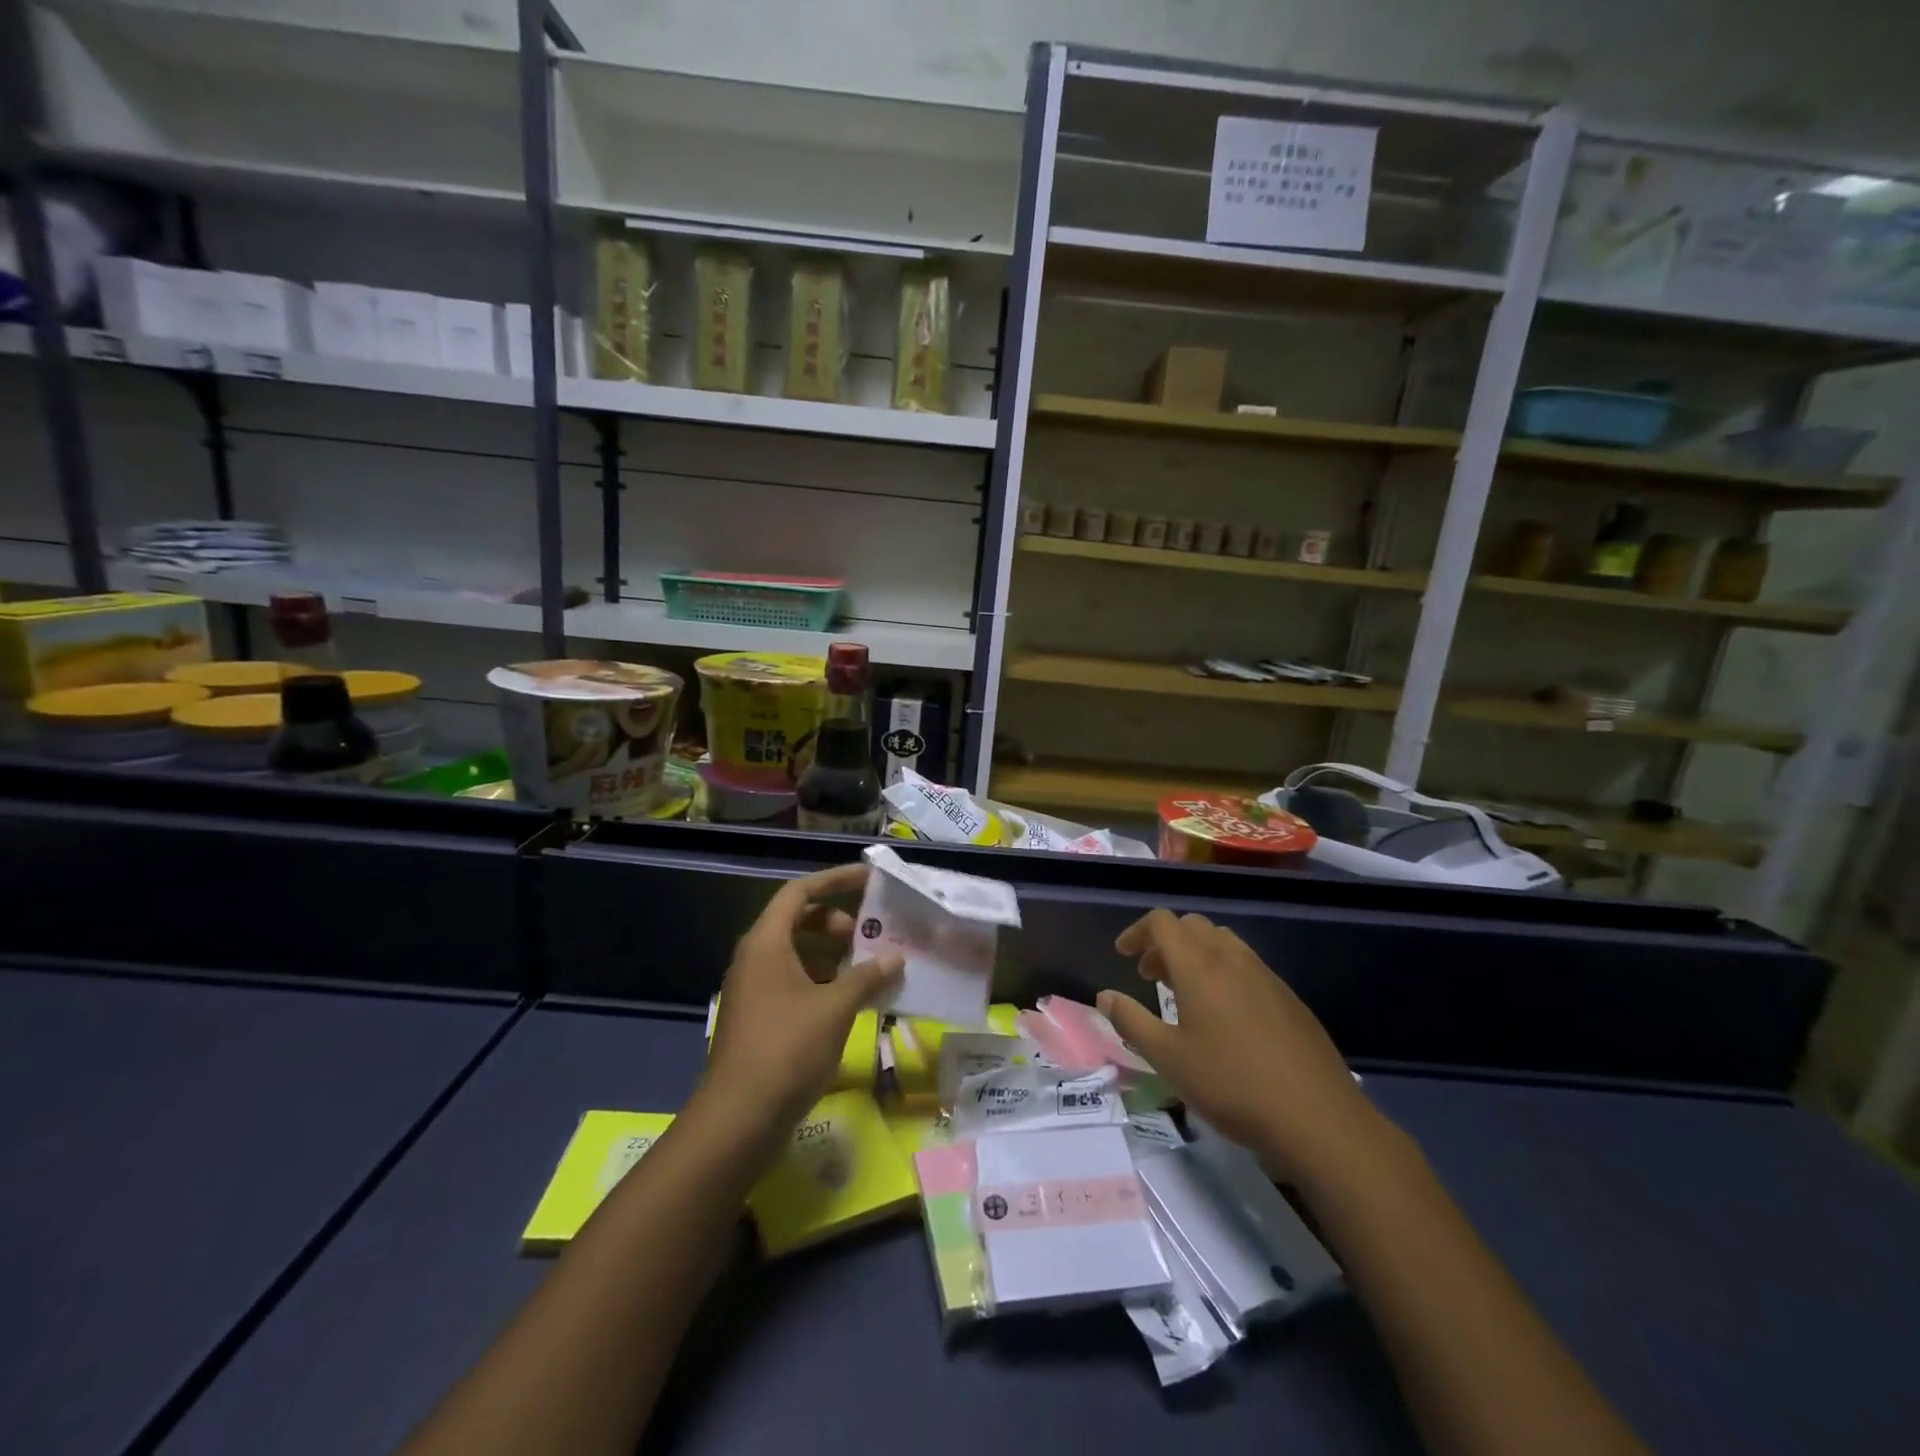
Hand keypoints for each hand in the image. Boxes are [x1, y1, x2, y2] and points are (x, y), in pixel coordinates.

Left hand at [703, 863, 903, 1137]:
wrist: (738, 1120)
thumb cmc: (786, 1049)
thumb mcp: (835, 1008)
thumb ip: (867, 976)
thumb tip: (896, 957)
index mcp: (766, 943)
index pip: (799, 892)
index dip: (834, 880)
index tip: (869, 880)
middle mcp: (755, 958)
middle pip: (798, 921)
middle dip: (837, 922)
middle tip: (872, 934)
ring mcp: (754, 990)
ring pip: (798, 954)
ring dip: (833, 954)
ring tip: (870, 967)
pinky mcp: (759, 1018)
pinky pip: (794, 982)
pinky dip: (823, 981)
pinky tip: (852, 1000)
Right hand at [1098, 909, 1381, 1186]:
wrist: (1317, 1117)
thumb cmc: (1231, 1084)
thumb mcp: (1168, 1058)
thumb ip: (1131, 1021)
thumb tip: (1104, 996)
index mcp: (1198, 965)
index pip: (1163, 922)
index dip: (1138, 932)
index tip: (1124, 956)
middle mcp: (1232, 958)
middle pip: (1192, 926)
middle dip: (1165, 942)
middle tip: (1151, 976)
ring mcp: (1265, 975)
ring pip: (1222, 942)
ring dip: (1196, 954)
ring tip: (1185, 994)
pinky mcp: (1288, 997)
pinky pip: (1247, 965)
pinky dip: (1223, 971)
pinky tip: (1225, 1016)